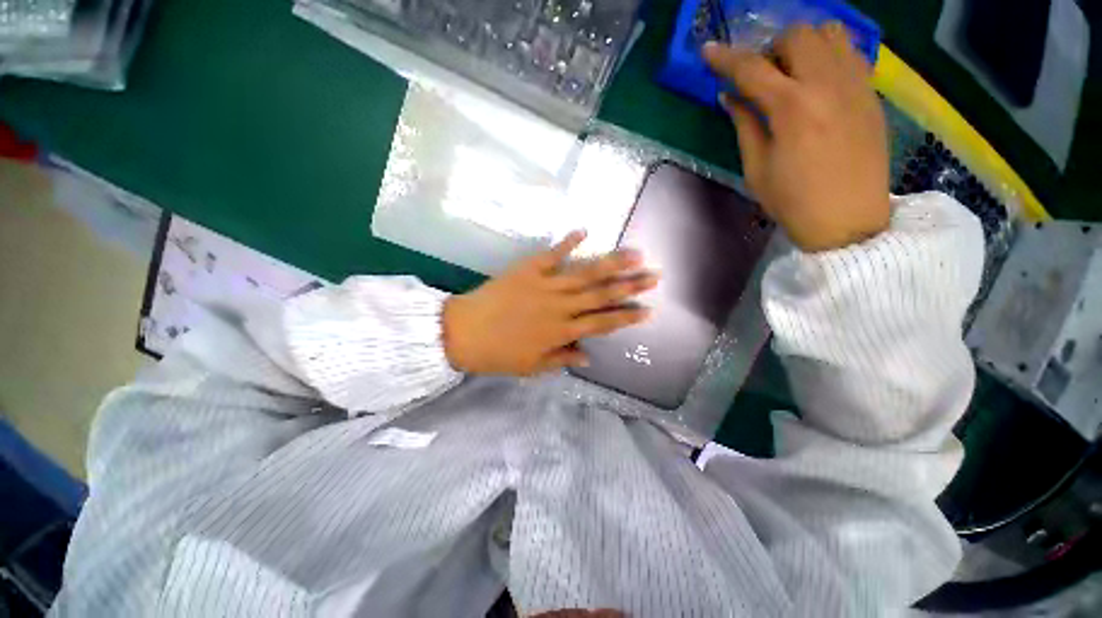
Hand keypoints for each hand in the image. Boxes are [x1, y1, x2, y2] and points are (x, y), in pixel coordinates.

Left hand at [442, 232, 657, 375]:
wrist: (462, 333)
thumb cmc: (498, 355)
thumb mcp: (532, 366)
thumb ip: (562, 359)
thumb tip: (588, 356)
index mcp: (562, 332)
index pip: (602, 323)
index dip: (626, 316)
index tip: (649, 310)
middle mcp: (560, 306)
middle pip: (601, 294)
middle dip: (631, 285)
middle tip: (655, 275)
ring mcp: (544, 285)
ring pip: (585, 273)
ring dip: (611, 263)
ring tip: (635, 254)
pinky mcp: (528, 269)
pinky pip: (552, 254)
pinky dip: (568, 242)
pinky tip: (584, 230)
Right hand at [703, 23, 889, 251]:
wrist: (848, 219)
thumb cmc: (793, 200)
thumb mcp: (757, 168)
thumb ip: (745, 125)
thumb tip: (730, 97)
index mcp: (792, 108)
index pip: (752, 69)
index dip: (726, 59)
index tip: (708, 51)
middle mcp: (827, 84)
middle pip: (797, 35)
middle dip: (771, 49)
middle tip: (761, 77)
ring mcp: (855, 84)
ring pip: (830, 33)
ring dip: (803, 45)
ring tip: (793, 73)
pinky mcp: (870, 93)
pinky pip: (851, 52)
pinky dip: (828, 55)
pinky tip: (818, 81)